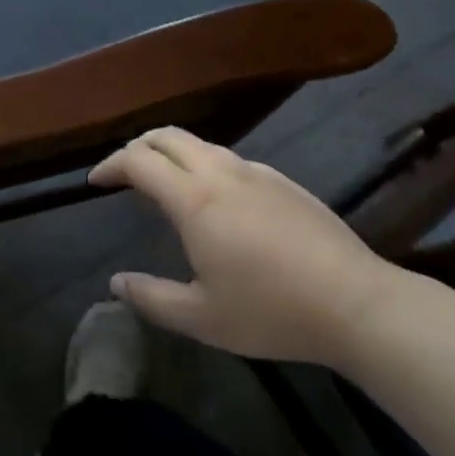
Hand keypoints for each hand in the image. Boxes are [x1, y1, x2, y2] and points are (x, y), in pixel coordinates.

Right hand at [90, 128, 408, 368]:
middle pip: (167, 136)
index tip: (95, 181)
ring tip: (164, 185)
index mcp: (194, 199)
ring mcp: (256, 173)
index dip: (110, 164)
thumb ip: (152, 299)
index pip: (138, 161)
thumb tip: (116, 284)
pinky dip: (204, 165)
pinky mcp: (283, 182)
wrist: (359, 305)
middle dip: (137, 147)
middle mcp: (220, 173)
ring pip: (200, 145)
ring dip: (171, 154)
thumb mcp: (203, 318)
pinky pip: (230, 160)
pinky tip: (216, 201)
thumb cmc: (273, 311)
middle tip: (123, 172)